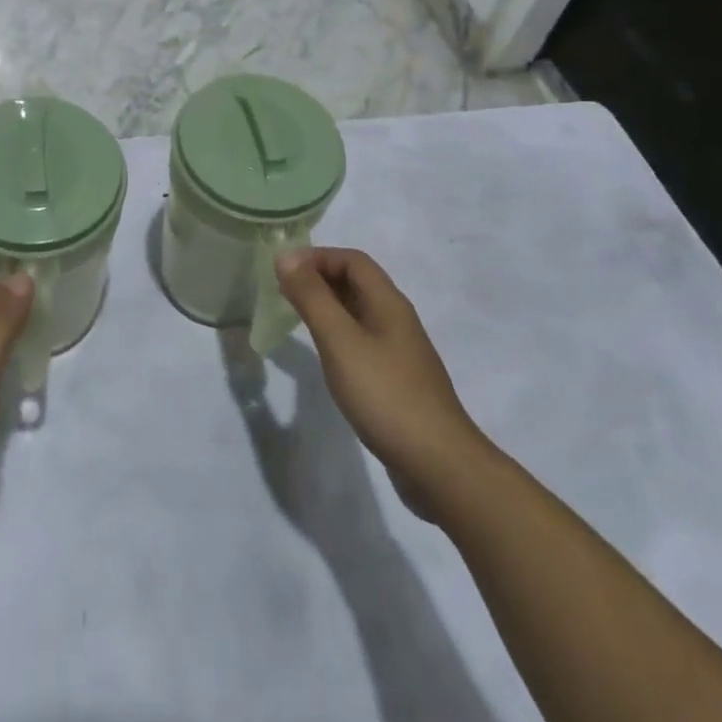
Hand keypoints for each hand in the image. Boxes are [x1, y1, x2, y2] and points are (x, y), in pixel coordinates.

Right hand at [277, 249, 493, 525]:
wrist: (439, 466)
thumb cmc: (386, 395)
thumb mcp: (340, 341)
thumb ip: (312, 298)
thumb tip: (286, 255)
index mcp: (388, 303)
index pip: (353, 260)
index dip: (317, 257)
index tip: (283, 270)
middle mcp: (397, 320)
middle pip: (357, 283)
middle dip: (319, 278)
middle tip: (282, 291)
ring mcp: (400, 353)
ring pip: (359, 313)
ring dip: (327, 306)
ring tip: (295, 317)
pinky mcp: (397, 381)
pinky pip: (362, 341)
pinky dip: (338, 335)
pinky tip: (324, 356)